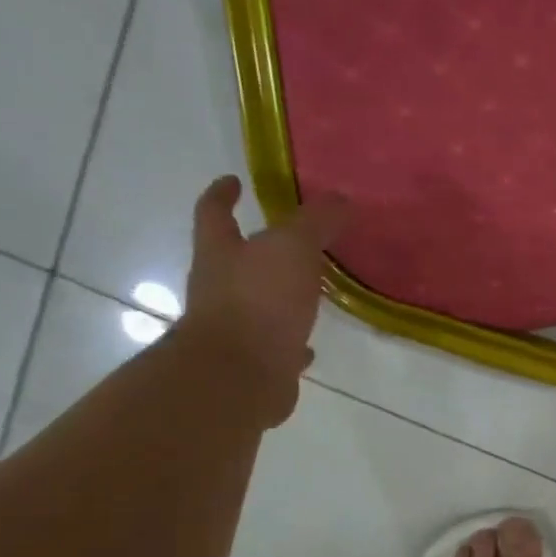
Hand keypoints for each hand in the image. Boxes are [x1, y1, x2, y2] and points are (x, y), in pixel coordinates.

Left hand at [179, 176, 351, 424]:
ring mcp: (235, 328)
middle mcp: (219, 288)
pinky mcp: (256, 363)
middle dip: (255, 247)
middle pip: (234, 259)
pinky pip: (276, 345)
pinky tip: (311, 344)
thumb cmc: (259, 301)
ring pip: (257, 304)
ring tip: (308, 291)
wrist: (240, 376)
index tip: (233, 181)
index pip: (214, 212)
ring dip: (278, 296)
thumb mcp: (293, 249)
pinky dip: (292, 340)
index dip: (223, 194)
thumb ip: (316, 222)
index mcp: (220, 253)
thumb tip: (341, 198)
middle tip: (287, 239)